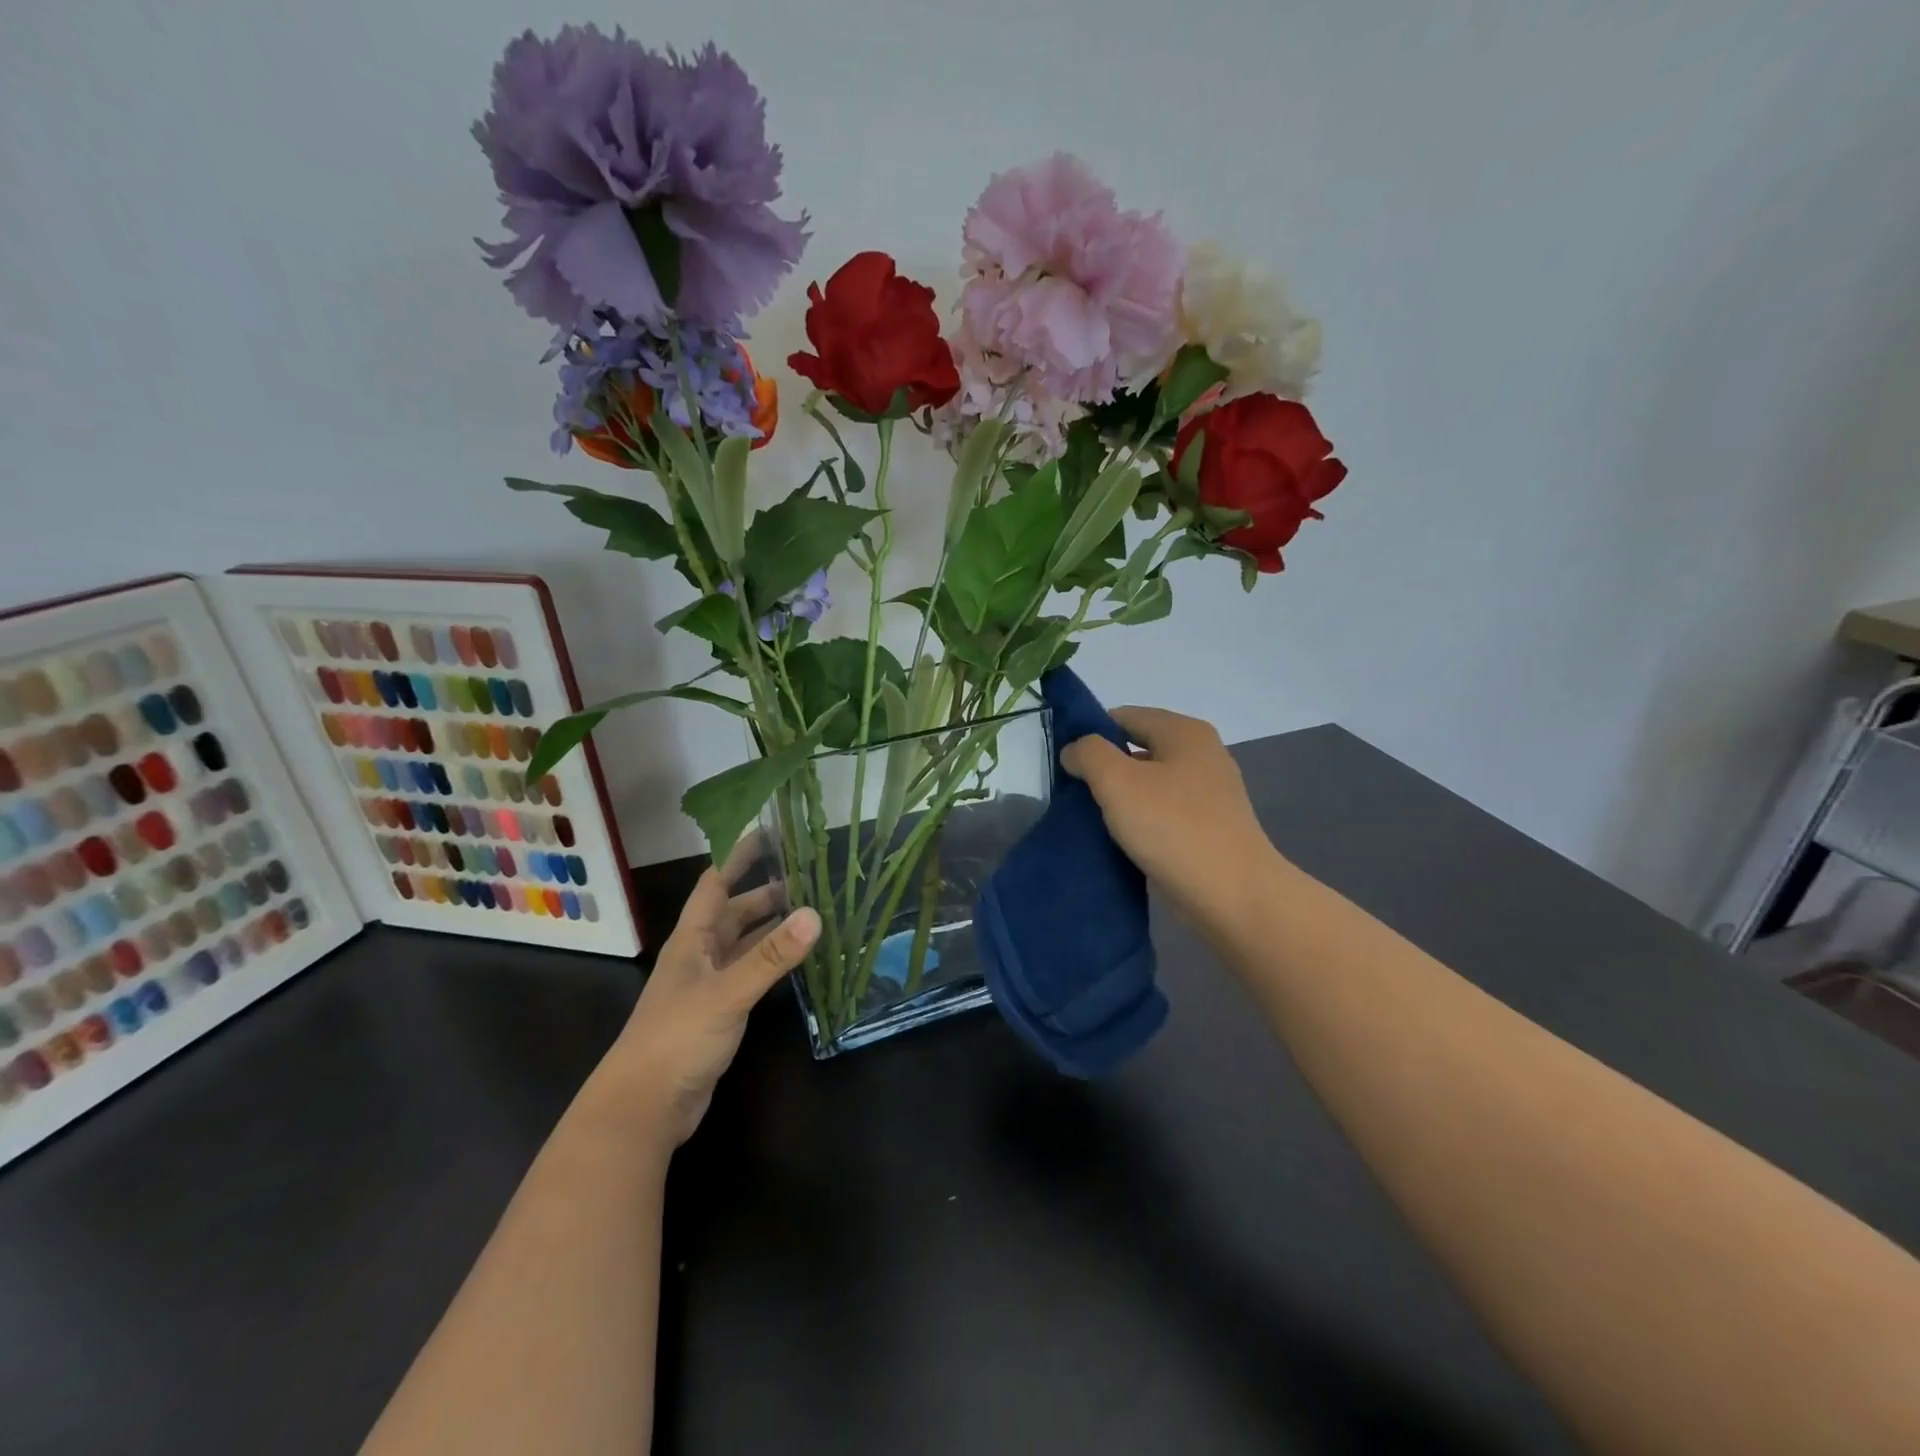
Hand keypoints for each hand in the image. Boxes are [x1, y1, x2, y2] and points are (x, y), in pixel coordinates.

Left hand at [602, 838, 819, 1149]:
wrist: (643, 1107)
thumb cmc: (677, 1038)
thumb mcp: (728, 992)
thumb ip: (771, 956)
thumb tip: (816, 914)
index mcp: (693, 939)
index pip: (716, 883)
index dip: (739, 855)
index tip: (770, 832)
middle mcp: (700, 955)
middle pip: (734, 912)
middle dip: (766, 892)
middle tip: (809, 876)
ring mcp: (709, 985)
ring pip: (744, 944)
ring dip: (772, 928)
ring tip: (812, 912)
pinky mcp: (719, 1013)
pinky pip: (750, 974)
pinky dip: (772, 962)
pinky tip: (796, 961)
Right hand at [1061, 706, 1280, 924]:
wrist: (1232, 895)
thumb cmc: (1173, 827)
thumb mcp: (1117, 781)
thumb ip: (1089, 753)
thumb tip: (1075, 750)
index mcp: (1184, 732)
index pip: (1124, 716)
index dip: (1090, 733)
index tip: (1065, 762)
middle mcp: (1202, 753)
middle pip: (1138, 748)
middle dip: (1104, 767)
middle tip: (1073, 792)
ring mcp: (1210, 792)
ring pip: (1150, 782)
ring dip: (1121, 796)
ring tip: (1092, 817)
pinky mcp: (1210, 826)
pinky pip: (1164, 811)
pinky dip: (1141, 819)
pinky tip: (1122, 838)